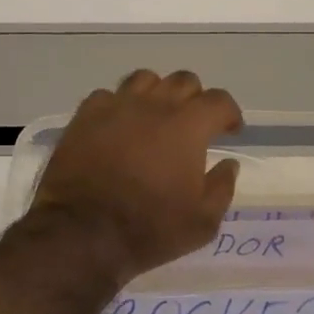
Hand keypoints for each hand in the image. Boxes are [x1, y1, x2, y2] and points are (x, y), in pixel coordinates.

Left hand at [30, 70, 242, 285]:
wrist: (83, 233)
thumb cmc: (150, 229)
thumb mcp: (202, 222)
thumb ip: (221, 188)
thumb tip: (228, 164)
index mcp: (189, 125)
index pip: (219, 101)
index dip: (229, 113)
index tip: (230, 130)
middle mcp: (154, 105)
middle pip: (183, 81)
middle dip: (195, 99)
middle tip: (194, 124)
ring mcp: (116, 107)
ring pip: (144, 79)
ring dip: (157, 93)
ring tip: (155, 117)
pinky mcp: (84, 117)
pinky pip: (107, 96)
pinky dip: (118, 106)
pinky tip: (118, 126)